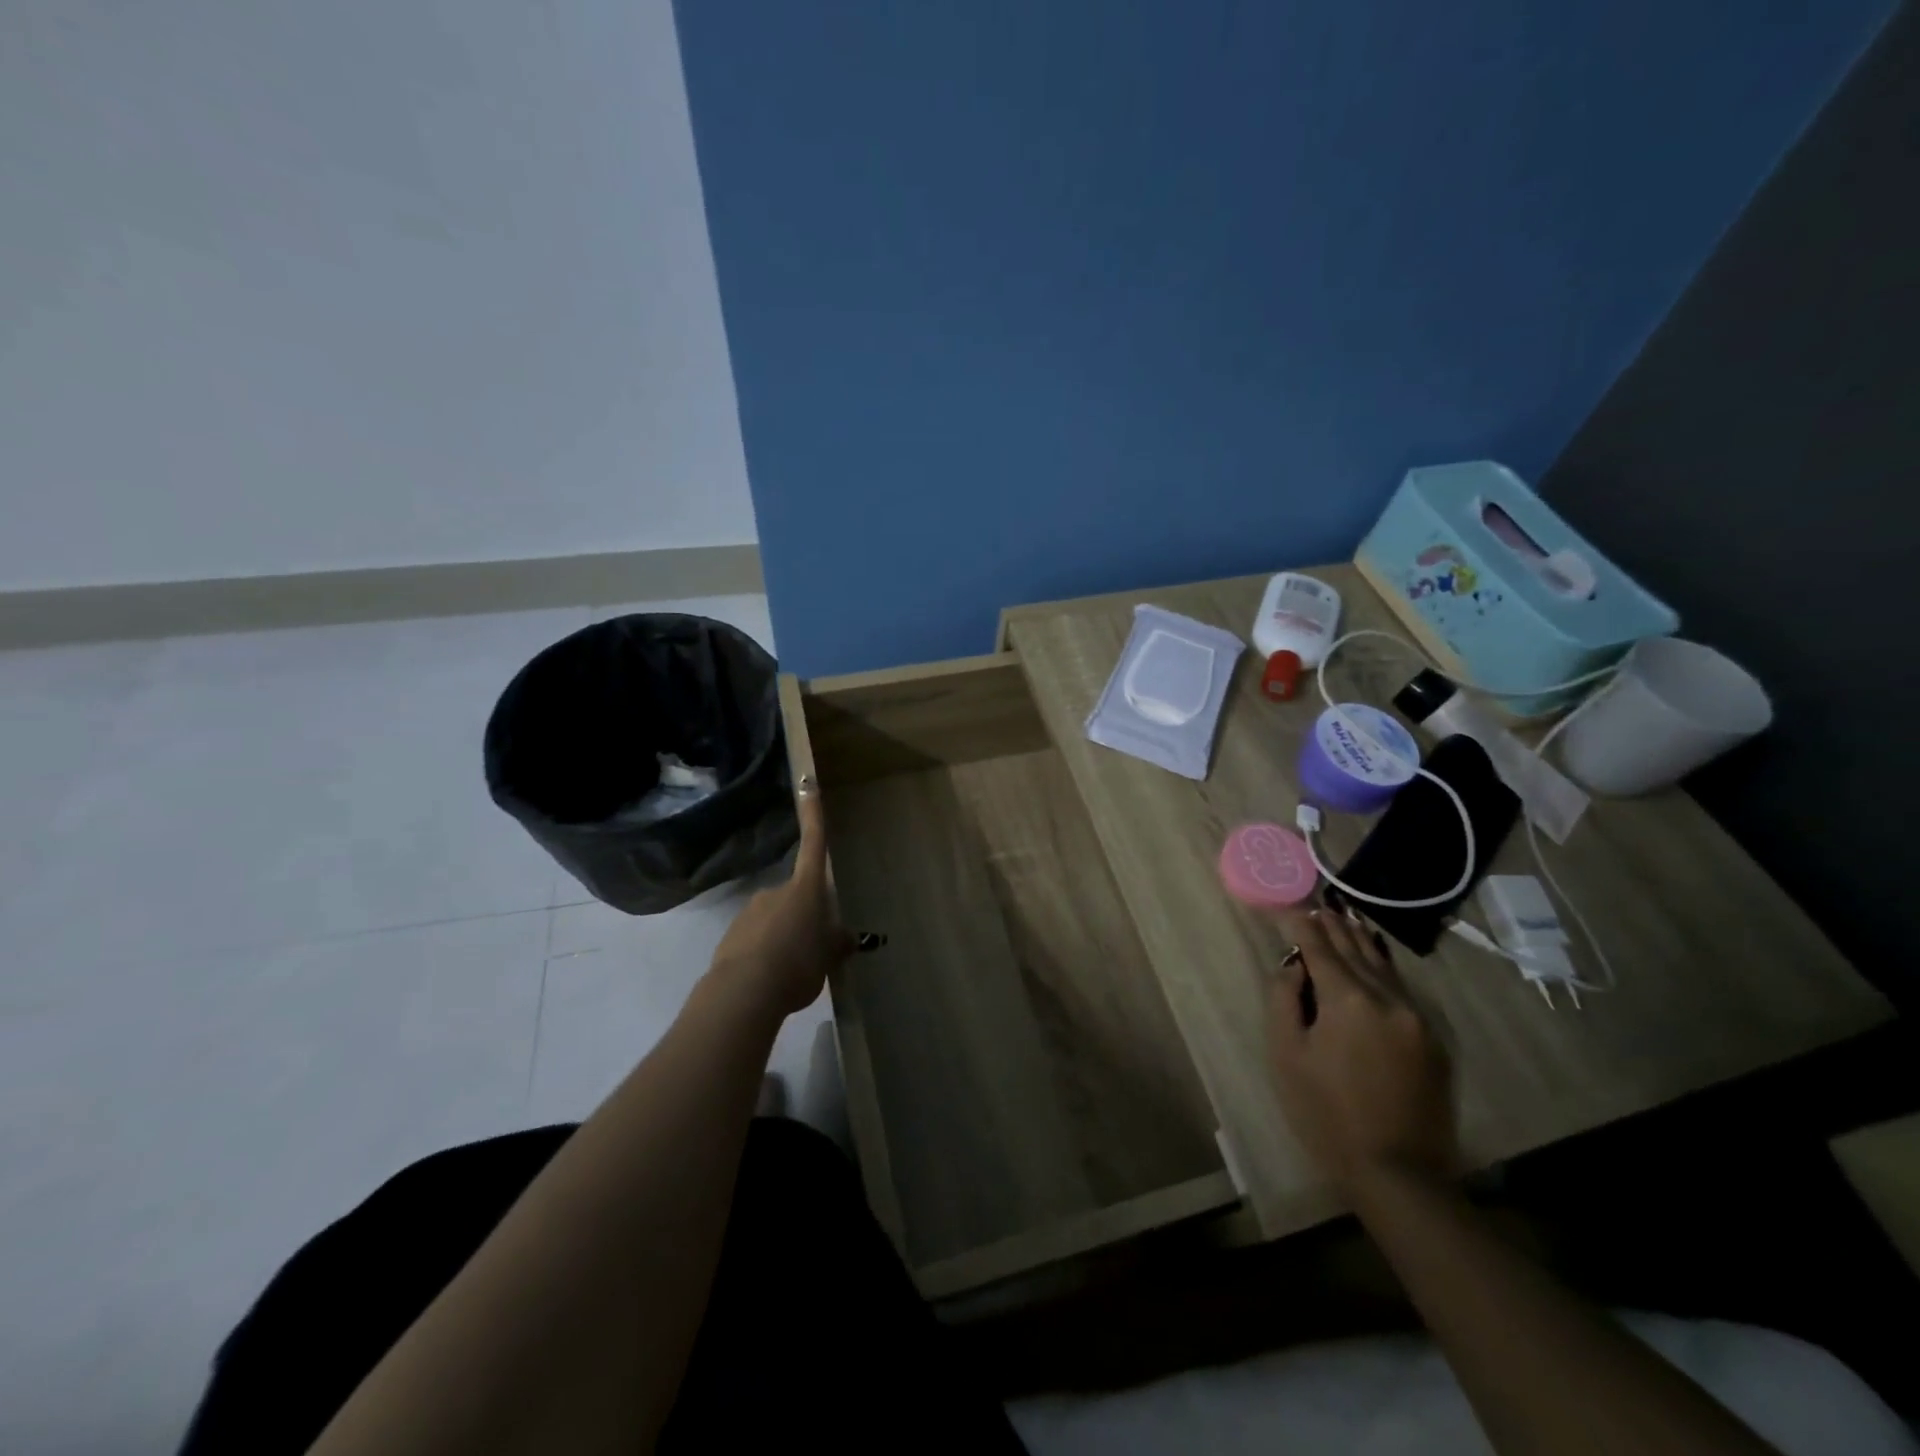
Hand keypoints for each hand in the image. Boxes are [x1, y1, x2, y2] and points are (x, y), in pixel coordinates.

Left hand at [708, 778, 854, 1017]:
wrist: (744, 992)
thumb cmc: (799, 963)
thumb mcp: (829, 957)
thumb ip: (837, 943)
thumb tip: (847, 937)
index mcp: (806, 889)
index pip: (814, 844)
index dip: (814, 815)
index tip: (808, 784)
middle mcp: (775, 891)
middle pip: (797, 895)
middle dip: (804, 916)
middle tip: (814, 950)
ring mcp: (750, 911)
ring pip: (775, 918)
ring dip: (784, 937)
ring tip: (791, 971)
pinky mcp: (731, 934)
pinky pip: (756, 938)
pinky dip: (764, 952)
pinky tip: (770, 978)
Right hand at [1267, 906, 1457, 1195]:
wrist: (1400, 1175)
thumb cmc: (1327, 1113)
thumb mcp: (1288, 1055)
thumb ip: (1285, 999)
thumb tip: (1294, 966)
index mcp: (1348, 1000)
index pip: (1319, 946)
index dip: (1300, 924)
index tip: (1286, 905)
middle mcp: (1387, 998)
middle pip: (1354, 949)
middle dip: (1331, 926)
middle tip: (1316, 904)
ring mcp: (1417, 1019)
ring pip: (1383, 966)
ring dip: (1360, 941)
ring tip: (1344, 918)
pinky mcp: (1433, 1041)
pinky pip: (1402, 989)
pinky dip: (1382, 968)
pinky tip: (1374, 960)